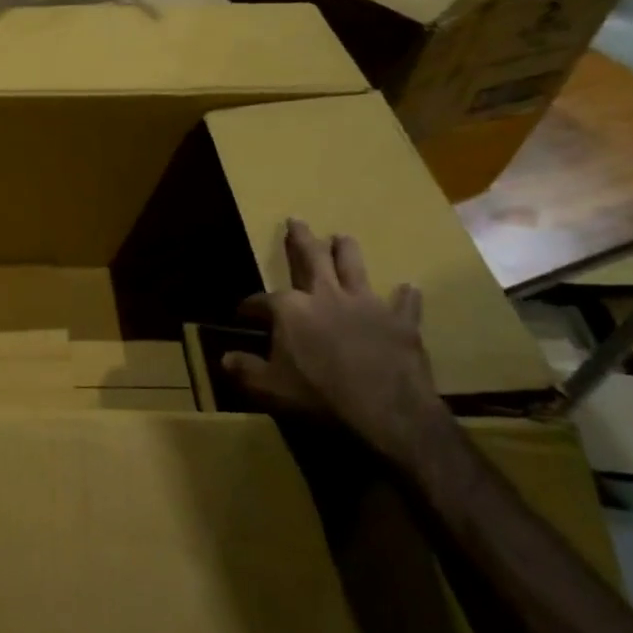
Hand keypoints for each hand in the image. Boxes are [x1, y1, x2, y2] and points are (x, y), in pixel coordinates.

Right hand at [221, 218, 445, 462]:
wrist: (387, 412)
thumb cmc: (320, 396)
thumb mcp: (269, 388)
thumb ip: (245, 370)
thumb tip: (224, 359)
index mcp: (290, 309)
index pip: (261, 301)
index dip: (250, 307)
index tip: (243, 313)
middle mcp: (326, 295)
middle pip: (311, 258)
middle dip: (301, 239)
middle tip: (297, 220)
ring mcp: (366, 305)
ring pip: (354, 266)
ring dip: (346, 250)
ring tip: (342, 237)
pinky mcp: (400, 322)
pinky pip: (404, 304)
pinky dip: (405, 296)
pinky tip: (408, 288)